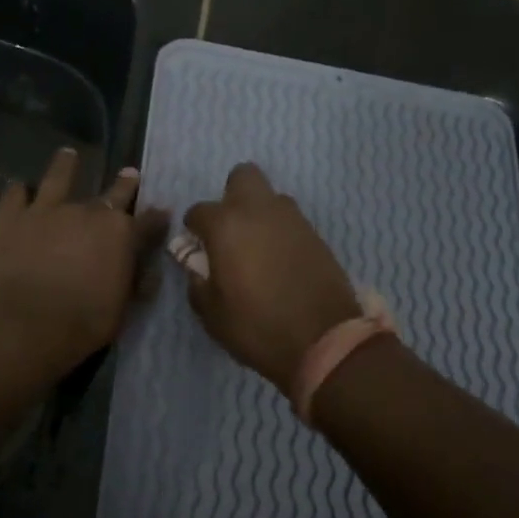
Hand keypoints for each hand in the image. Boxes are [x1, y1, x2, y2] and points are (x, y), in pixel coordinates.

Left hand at [0, 147, 168, 371]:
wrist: (25, 324)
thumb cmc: (83, 323)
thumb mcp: (123, 308)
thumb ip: (135, 281)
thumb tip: (148, 269)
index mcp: (121, 234)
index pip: (149, 221)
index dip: (157, 217)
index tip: (162, 212)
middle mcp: (88, 212)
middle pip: (113, 193)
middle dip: (125, 184)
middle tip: (129, 173)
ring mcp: (48, 210)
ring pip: (58, 177)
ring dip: (65, 165)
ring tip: (67, 154)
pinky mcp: (12, 218)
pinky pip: (15, 195)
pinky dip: (18, 191)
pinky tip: (18, 188)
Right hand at [183, 163, 361, 395]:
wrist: (324, 341)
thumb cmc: (257, 326)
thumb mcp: (212, 314)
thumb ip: (197, 282)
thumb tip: (197, 266)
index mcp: (226, 225)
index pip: (198, 211)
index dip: (194, 230)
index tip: (197, 249)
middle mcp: (259, 210)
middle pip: (243, 176)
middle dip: (232, 196)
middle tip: (230, 231)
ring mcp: (293, 219)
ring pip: (271, 197)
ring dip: (259, 214)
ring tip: (257, 248)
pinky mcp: (316, 234)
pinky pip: (291, 221)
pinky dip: (281, 232)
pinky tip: (280, 261)